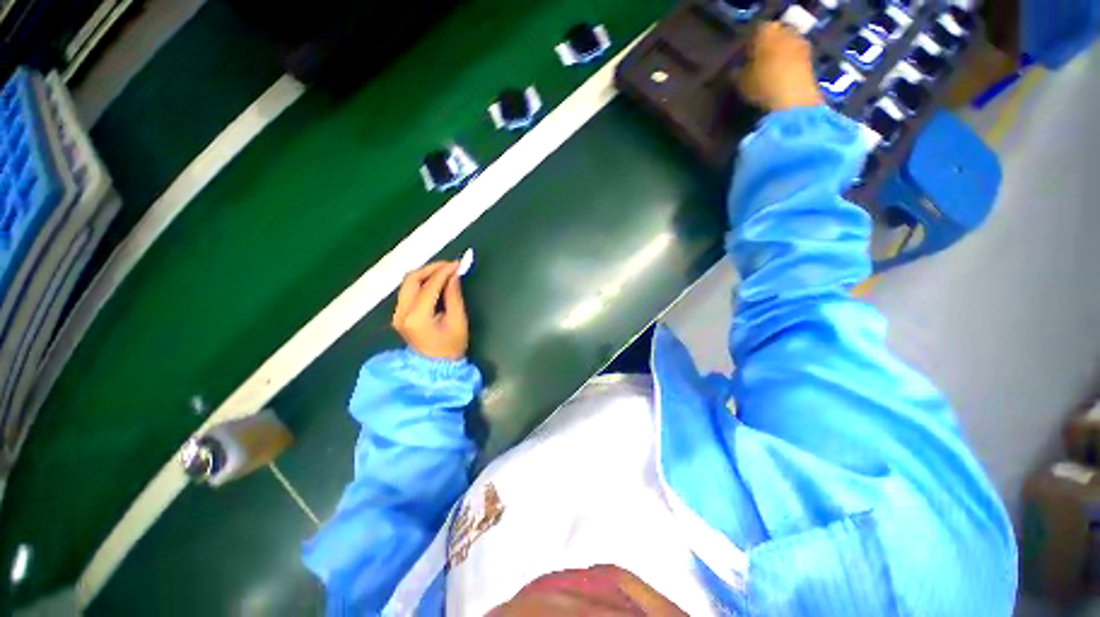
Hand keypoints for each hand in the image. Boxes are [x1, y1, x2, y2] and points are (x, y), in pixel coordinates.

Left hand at [393, 261, 468, 359]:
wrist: (435, 368)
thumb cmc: (451, 347)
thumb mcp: (458, 321)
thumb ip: (454, 295)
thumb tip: (454, 275)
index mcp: (417, 317)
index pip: (429, 286)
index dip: (444, 271)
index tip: (458, 264)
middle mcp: (401, 312)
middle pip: (411, 279)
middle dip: (432, 268)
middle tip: (451, 266)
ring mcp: (397, 313)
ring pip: (408, 283)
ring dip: (426, 274)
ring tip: (446, 272)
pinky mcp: (399, 314)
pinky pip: (408, 290)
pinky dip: (422, 282)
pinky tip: (436, 282)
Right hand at [737, 22, 822, 110]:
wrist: (792, 97)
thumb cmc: (761, 84)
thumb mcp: (740, 82)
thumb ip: (737, 72)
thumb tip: (735, 71)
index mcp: (765, 31)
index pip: (754, 33)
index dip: (748, 47)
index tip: (743, 60)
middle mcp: (785, 31)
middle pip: (773, 37)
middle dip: (766, 50)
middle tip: (756, 66)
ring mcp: (800, 43)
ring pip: (785, 47)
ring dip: (778, 58)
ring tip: (768, 75)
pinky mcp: (810, 58)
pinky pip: (794, 59)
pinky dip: (788, 67)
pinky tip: (780, 81)